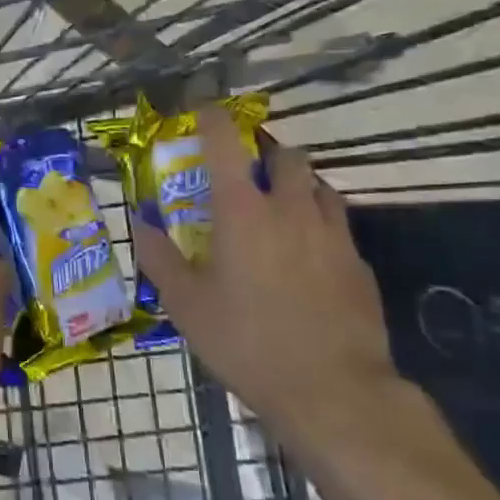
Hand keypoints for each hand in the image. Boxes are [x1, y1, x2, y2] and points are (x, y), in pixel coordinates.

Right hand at [133, 107, 400, 449]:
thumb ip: (158, 255)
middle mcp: (290, 209)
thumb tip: (140, 220)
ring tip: (276, 208)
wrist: (333, 391)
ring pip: (317, 186)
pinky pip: (336, 225)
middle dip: (263, 152)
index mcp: (242, 212)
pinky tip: (305, 256)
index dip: (211, 118)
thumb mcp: (185, 303)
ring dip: (294, 184)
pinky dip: (316, 223)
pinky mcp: (359, 263)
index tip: (201, 109)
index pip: (226, 142)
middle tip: (244, 171)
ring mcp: (332, 234)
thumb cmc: (246, 342)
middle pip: (284, 155)